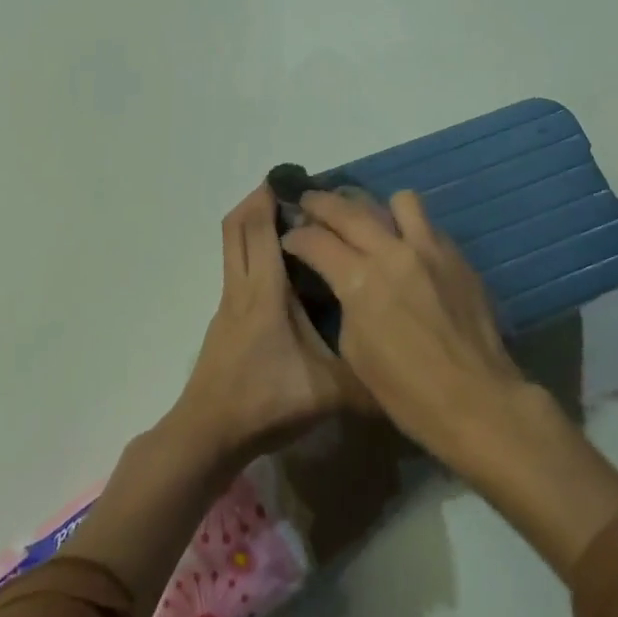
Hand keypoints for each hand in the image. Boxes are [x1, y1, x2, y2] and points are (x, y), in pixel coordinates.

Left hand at [173, 185, 372, 462]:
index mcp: (266, 292)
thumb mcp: (328, 393)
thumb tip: (410, 372)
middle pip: (237, 226)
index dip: (271, 199)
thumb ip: (370, 380)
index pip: (261, 229)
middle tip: (291, 191)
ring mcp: (228, 304)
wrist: (208, 435)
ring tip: (290, 223)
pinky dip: (252, 252)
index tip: (296, 181)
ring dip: (253, 225)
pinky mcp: (225, 321)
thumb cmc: (265, 403)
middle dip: (258, 200)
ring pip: (233, 247)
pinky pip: (237, 268)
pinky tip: (281, 272)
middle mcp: (242, 287)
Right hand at [281, 189, 526, 468]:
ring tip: (371, 223)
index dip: (296, 236)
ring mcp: (431, 249)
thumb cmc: (406, 391)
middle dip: (322, 203)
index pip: (316, 241)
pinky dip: (411, 230)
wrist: (476, 400)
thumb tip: (345, 284)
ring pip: (399, 201)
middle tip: (309, 202)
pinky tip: (407, 251)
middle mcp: (394, 252)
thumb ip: (346, 304)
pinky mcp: (458, 256)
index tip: (289, 236)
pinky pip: (429, 226)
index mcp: (361, 280)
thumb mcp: (355, 351)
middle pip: (349, 209)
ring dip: (377, 208)